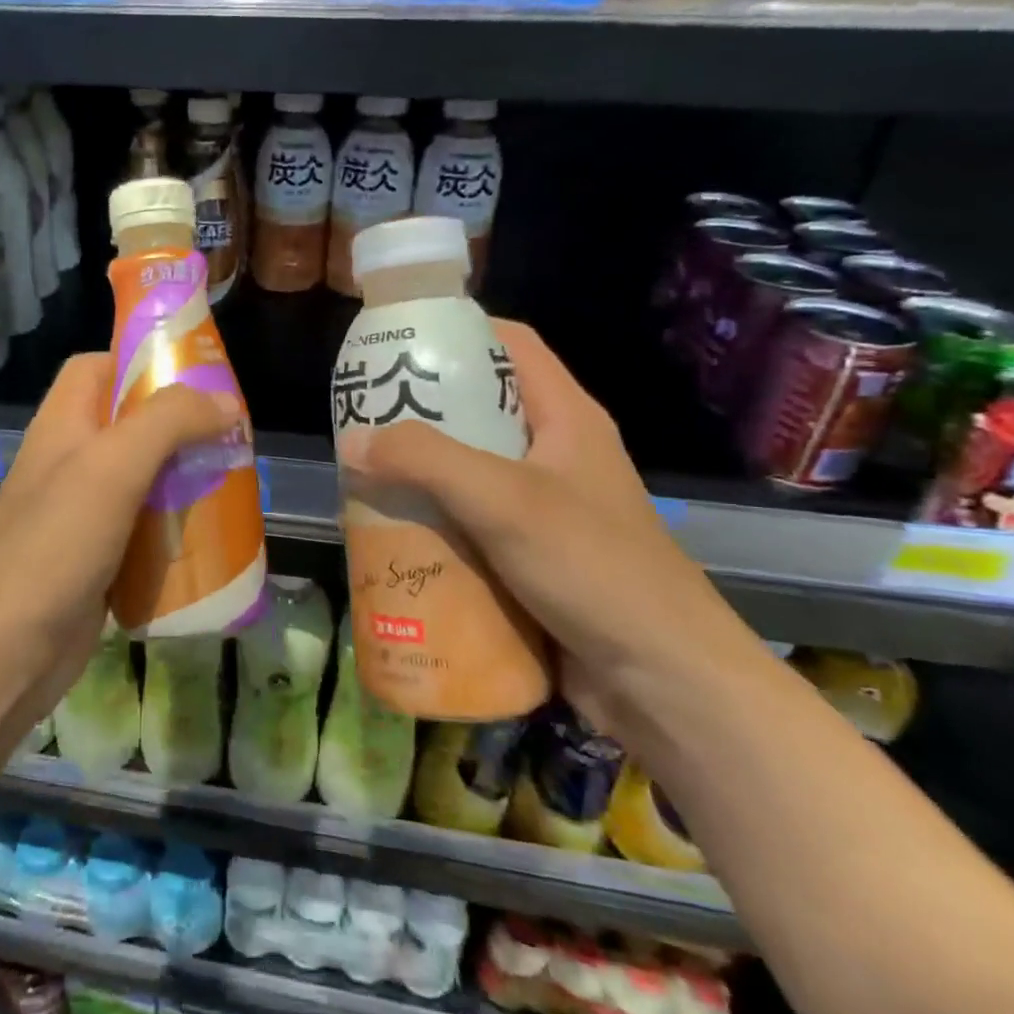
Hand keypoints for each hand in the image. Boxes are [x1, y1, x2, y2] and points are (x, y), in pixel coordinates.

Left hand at [0, 353, 238, 724]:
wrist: (2, 653)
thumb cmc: (54, 545)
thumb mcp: (113, 467)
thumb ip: (168, 421)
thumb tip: (225, 403)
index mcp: (63, 424)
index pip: (97, 367)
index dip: (141, 360)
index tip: (196, 377)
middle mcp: (69, 462)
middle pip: (128, 424)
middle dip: (178, 426)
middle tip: (229, 437)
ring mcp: (81, 514)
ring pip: (141, 479)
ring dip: (182, 479)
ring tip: (231, 483)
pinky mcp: (96, 560)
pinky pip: (142, 530)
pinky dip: (173, 529)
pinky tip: (210, 537)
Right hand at [336, 319, 752, 732]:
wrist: (663, 681)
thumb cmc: (594, 567)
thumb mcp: (504, 500)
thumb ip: (426, 461)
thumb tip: (351, 442)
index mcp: (565, 417)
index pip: (511, 344)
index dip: (456, 331)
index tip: (396, 344)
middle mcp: (554, 454)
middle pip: (480, 409)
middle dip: (420, 412)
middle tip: (363, 419)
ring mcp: (544, 508)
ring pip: (469, 472)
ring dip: (420, 475)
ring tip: (364, 478)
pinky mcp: (530, 556)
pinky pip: (470, 523)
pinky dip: (434, 523)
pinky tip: (394, 535)